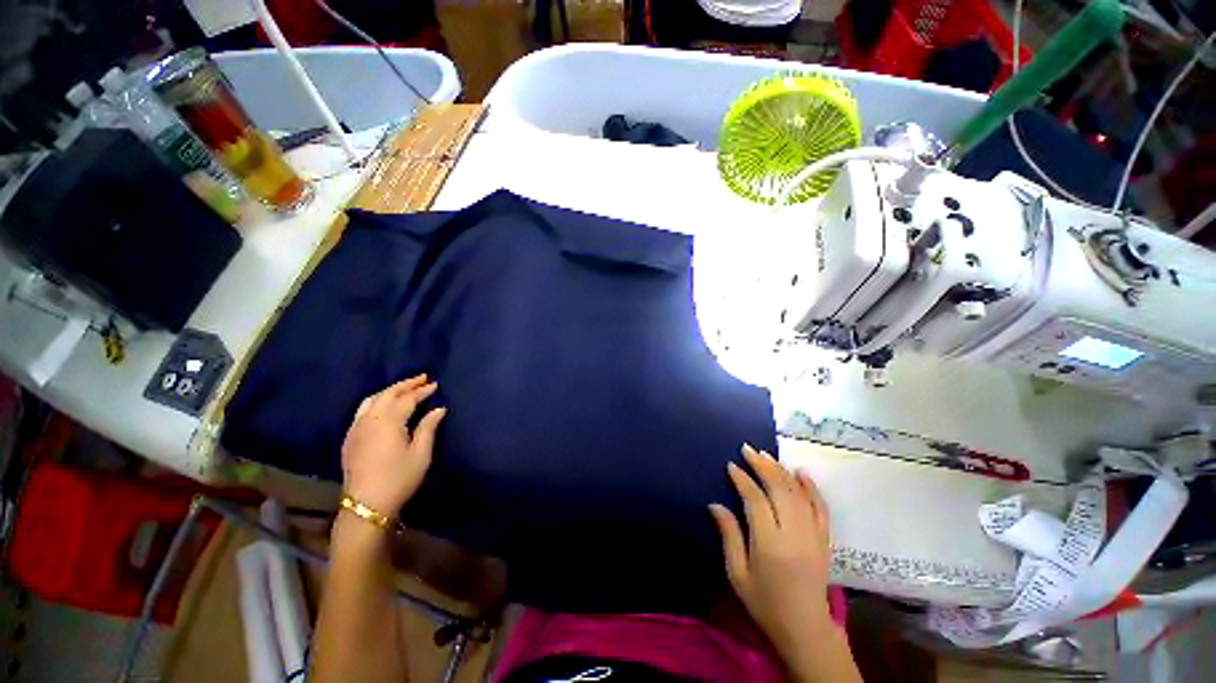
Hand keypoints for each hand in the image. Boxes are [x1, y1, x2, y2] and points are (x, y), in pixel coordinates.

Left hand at [341, 375, 446, 515]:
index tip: (435, 385)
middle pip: (387, 394)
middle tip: (422, 378)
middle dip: (405, 385)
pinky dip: (376, 401)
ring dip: (389, 391)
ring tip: (404, 388)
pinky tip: (383, 406)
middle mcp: (369, 420)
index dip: (422, 391)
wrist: (366, 505)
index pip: (407, 399)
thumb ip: (428, 427)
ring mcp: (356, 428)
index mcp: (389, 422)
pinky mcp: (350, 438)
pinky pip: (362, 410)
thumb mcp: (421, 454)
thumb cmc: (399, 478)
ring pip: (371, 400)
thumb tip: (439, 409)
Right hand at [709, 445, 835, 672]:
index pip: (756, 500)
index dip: (743, 480)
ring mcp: (813, 535)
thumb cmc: (765, 603)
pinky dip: (811, 487)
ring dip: (781, 470)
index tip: (731, 465)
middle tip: (747, 449)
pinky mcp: (824, 539)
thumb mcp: (737, 574)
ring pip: (798, 493)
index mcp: (770, 544)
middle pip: (779, 489)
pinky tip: (801, 472)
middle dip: (762, 465)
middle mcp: (794, 534)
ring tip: (765, 454)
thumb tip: (714, 504)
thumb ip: (729, 536)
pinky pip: (820, 507)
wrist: (805, 629)